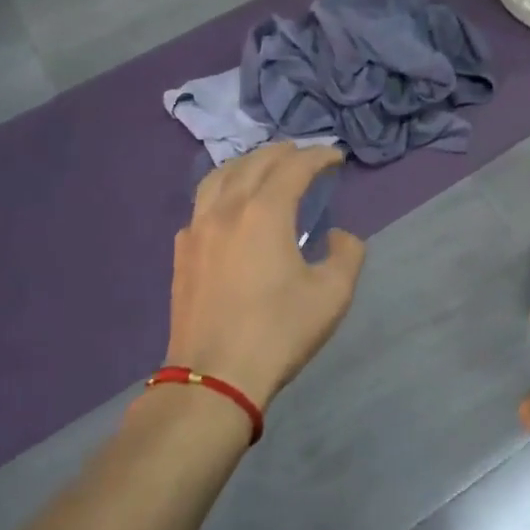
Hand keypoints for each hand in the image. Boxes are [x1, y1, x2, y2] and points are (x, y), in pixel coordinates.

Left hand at [165, 143, 366, 409]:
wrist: (214, 377)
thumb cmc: (279, 332)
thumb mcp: (332, 294)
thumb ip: (347, 254)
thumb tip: (339, 236)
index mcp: (264, 212)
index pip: (294, 166)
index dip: (318, 156)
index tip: (336, 157)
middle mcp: (227, 209)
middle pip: (254, 162)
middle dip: (283, 152)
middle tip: (304, 154)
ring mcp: (197, 229)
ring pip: (219, 177)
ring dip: (246, 164)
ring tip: (263, 167)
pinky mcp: (182, 253)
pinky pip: (201, 205)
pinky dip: (221, 192)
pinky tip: (228, 208)